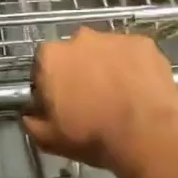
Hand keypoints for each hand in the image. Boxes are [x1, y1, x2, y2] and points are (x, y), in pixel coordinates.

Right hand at [23, 29, 177, 177]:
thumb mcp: (49, 139)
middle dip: (80, 71)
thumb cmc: (92, 136)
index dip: (51, 85)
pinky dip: (134, 67)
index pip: (43, 66)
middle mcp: (80, 37)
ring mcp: (115, 37)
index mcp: (52, 56)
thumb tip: (29, 113)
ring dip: (108, 67)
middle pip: (75, 54)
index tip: (62, 103)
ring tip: (120, 96)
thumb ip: (32, 121)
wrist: (147, 135)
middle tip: (92, 100)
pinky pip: (133, 54)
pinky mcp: (144, 43)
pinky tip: (140, 90)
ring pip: (105, 51)